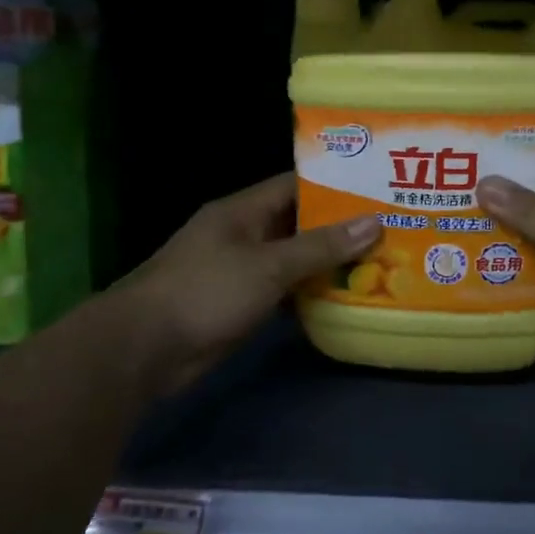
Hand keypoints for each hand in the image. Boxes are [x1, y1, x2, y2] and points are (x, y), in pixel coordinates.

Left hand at [120, 173, 378, 395]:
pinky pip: (283, 290)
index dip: (334, 185)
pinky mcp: (240, 303)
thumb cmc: (206, 291)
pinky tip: (344, 298)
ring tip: (379, 261)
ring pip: (293, 259)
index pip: (295, 185)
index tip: (375, 188)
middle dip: (338, 227)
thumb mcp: (268, 265)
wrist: (145, 348)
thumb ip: (320, 246)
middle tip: (388, 228)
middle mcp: (243, 234)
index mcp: (243, 210)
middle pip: (298, 223)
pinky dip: (309, 293)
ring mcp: (240, 270)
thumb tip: (373, 222)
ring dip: (327, 263)